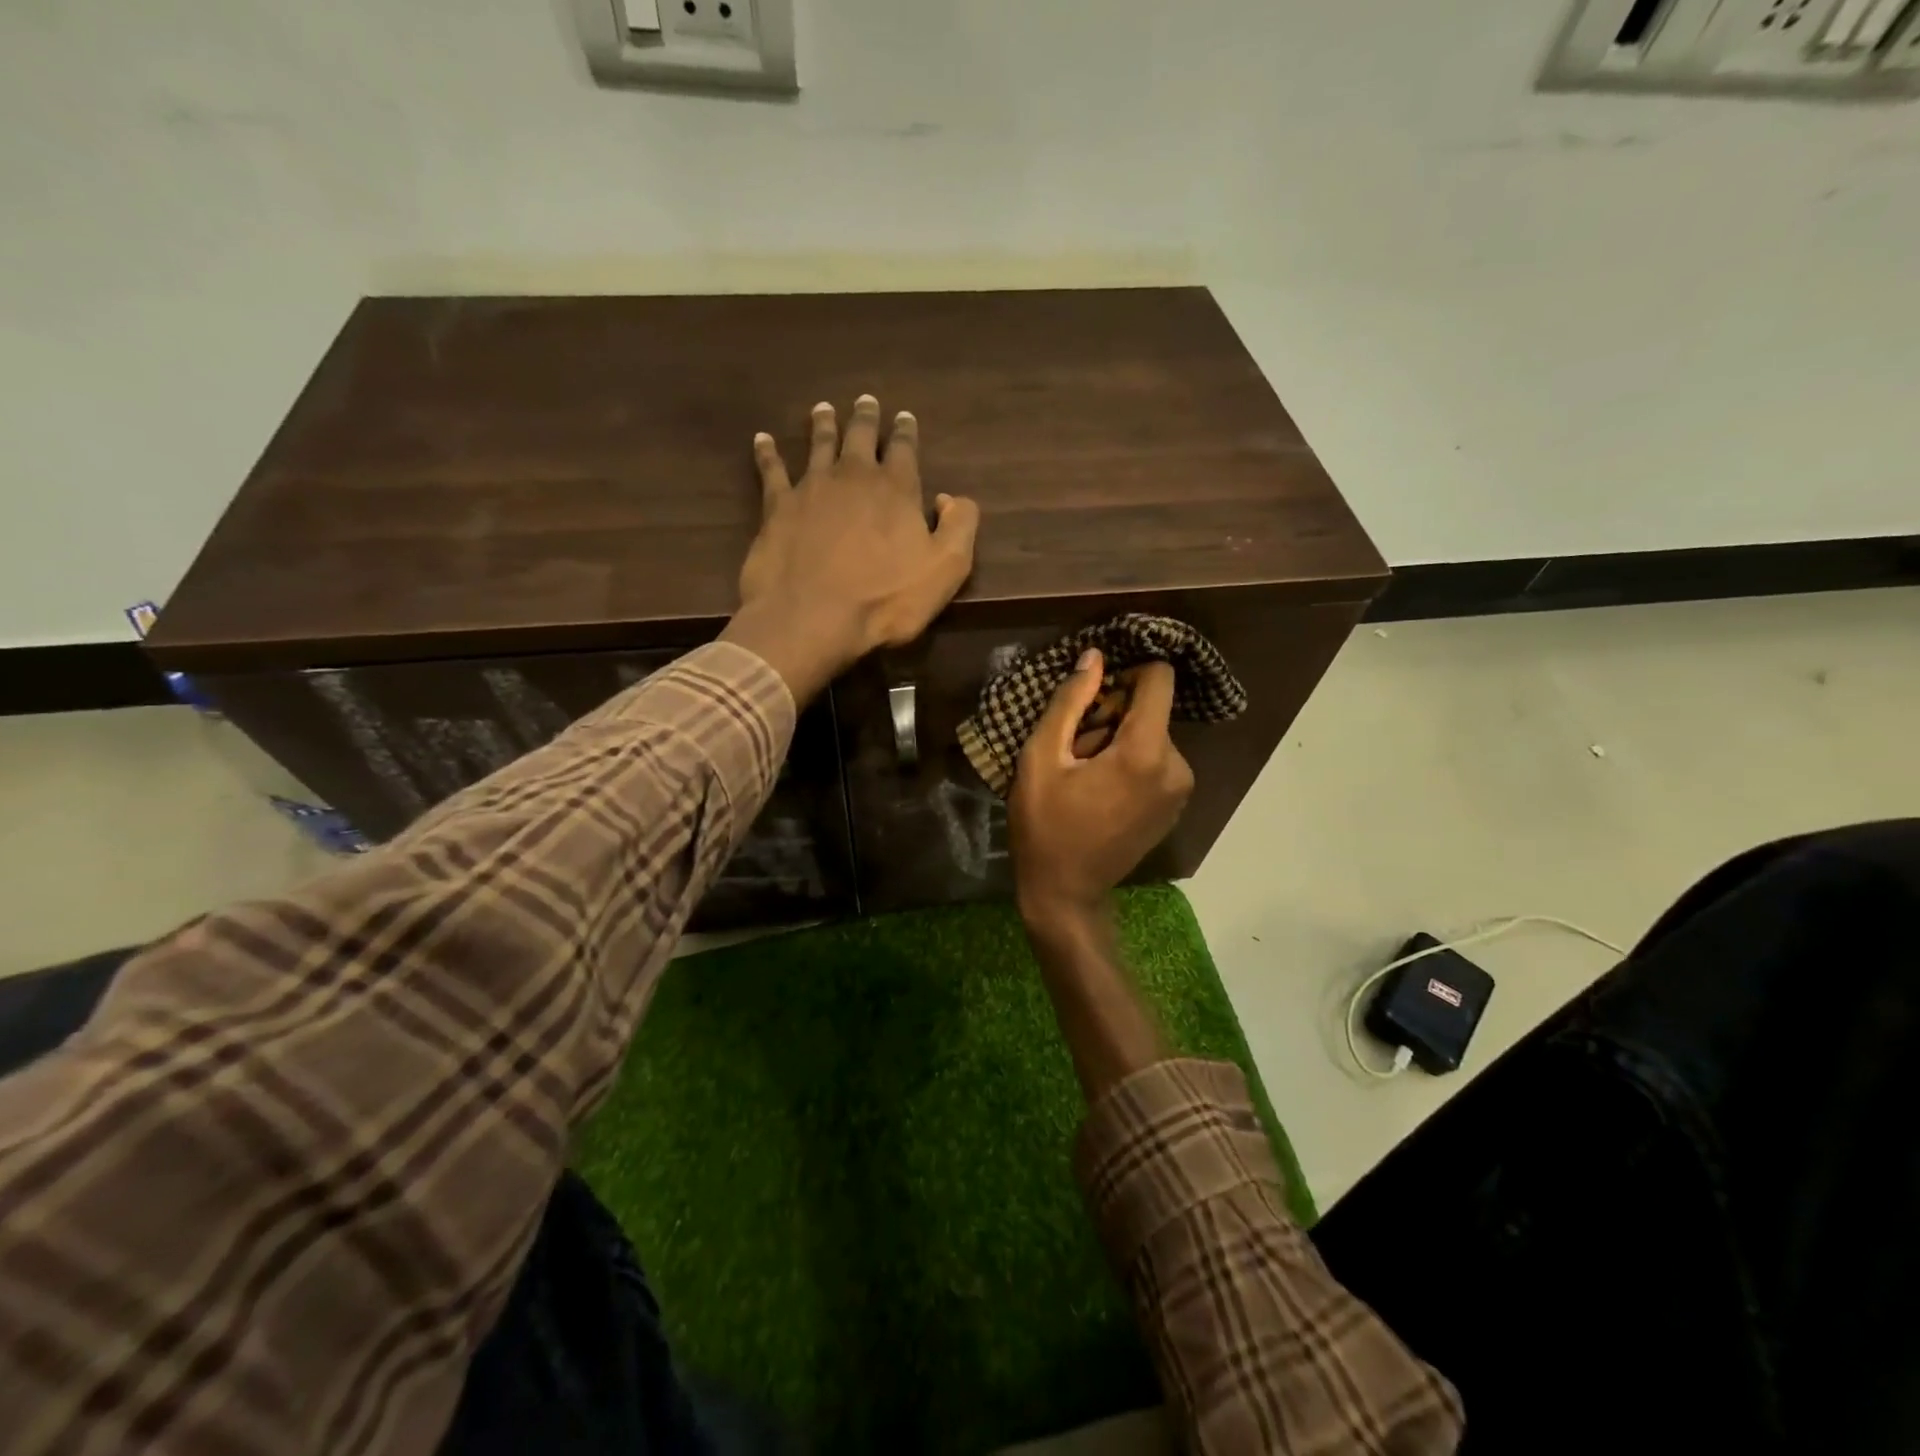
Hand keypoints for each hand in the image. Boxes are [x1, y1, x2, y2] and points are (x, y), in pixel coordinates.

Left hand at [721, 396, 979, 703]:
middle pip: (860, 437)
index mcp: (896, 489)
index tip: (904, 417)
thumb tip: (952, 498)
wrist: (812, 617)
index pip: (904, 449)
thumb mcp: (946, 568)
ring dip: (823, 425)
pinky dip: (767, 452)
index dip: (905, 432)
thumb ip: (960, 526)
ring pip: (819, 444)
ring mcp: (811, 488)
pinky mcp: (777, 507)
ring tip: (823, 409)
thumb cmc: (885, 599)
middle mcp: (853, 476)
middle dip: (865, 418)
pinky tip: (762, 439)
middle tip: (865, 400)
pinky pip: (771, 470)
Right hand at [1009, 650, 1194, 936]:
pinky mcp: (1176, 806)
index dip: (1127, 672)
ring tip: (1085, 774)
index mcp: (1146, 751)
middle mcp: (1177, 766)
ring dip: (1119, 741)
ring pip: (1152, 735)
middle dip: (1113, 717)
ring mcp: (1181, 790)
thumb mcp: (1041, 758)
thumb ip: (1069, 702)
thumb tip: (1095, 657)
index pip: (1159, 679)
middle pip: (1150, 710)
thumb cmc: (1045, 824)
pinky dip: (1132, 763)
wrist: (1066, 892)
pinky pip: (1157, 761)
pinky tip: (1102, 790)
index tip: (1094, 694)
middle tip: (1076, 750)